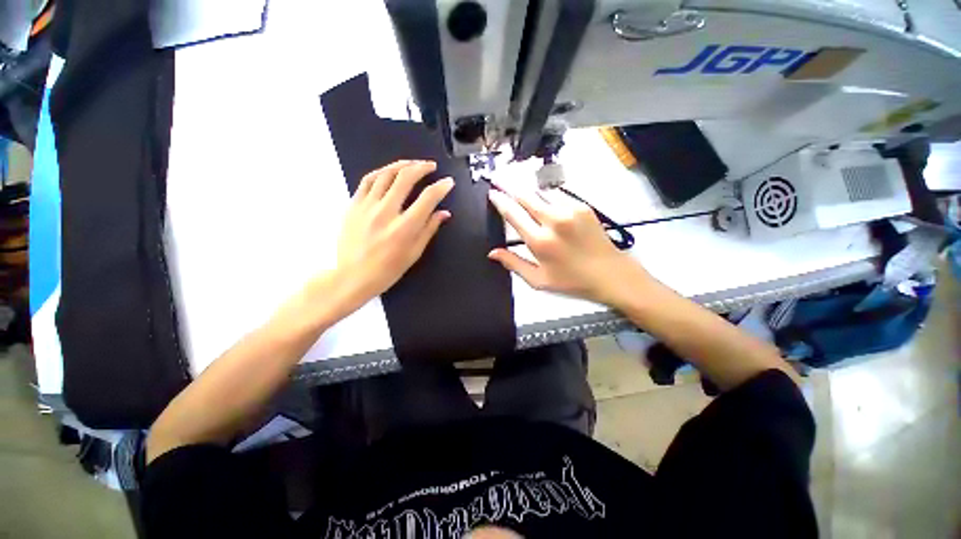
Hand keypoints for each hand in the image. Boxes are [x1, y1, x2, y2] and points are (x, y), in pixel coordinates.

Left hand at [332, 160, 452, 312]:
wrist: (352, 276)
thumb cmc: (388, 270)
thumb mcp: (414, 253)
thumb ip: (429, 229)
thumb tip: (444, 213)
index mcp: (405, 228)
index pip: (427, 198)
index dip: (441, 187)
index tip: (448, 182)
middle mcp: (386, 213)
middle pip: (405, 178)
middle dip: (422, 167)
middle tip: (431, 166)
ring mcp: (367, 207)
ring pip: (385, 174)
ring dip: (402, 165)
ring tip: (412, 163)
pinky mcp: (353, 205)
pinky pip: (367, 181)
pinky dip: (381, 172)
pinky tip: (389, 171)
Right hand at [487, 185, 649, 306]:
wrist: (610, 274)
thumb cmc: (572, 281)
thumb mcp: (538, 280)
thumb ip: (513, 263)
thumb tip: (493, 253)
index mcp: (540, 241)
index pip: (513, 214)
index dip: (500, 201)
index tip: (492, 193)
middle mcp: (553, 221)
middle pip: (525, 196)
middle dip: (510, 186)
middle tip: (499, 179)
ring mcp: (570, 210)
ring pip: (541, 193)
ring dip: (529, 193)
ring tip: (519, 191)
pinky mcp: (582, 206)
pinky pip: (557, 196)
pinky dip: (547, 198)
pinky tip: (544, 203)